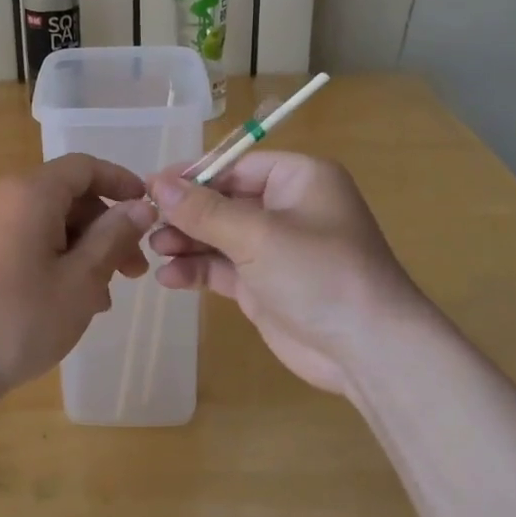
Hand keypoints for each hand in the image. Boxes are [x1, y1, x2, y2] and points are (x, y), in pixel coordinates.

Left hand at [0, 154, 156, 404]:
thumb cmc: (19, 320)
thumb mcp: (80, 281)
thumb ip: (113, 237)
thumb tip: (141, 206)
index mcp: (31, 193)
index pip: (84, 167)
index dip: (121, 182)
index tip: (150, 210)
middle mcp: (6, 198)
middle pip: (68, 196)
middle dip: (106, 227)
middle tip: (134, 270)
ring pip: (50, 222)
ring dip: (85, 250)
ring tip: (105, 296)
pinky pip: (29, 241)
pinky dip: (57, 259)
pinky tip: (71, 302)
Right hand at [148, 153, 428, 394]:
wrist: (369, 351)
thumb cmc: (318, 273)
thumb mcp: (257, 235)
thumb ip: (204, 210)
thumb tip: (157, 183)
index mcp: (298, 179)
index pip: (235, 165)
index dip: (193, 176)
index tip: (151, 186)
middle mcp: (287, 208)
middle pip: (223, 200)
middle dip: (186, 213)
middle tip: (146, 223)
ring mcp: (275, 249)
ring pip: (218, 235)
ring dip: (186, 242)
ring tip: (154, 250)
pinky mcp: (264, 285)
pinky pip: (222, 268)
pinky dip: (197, 270)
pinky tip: (170, 278)